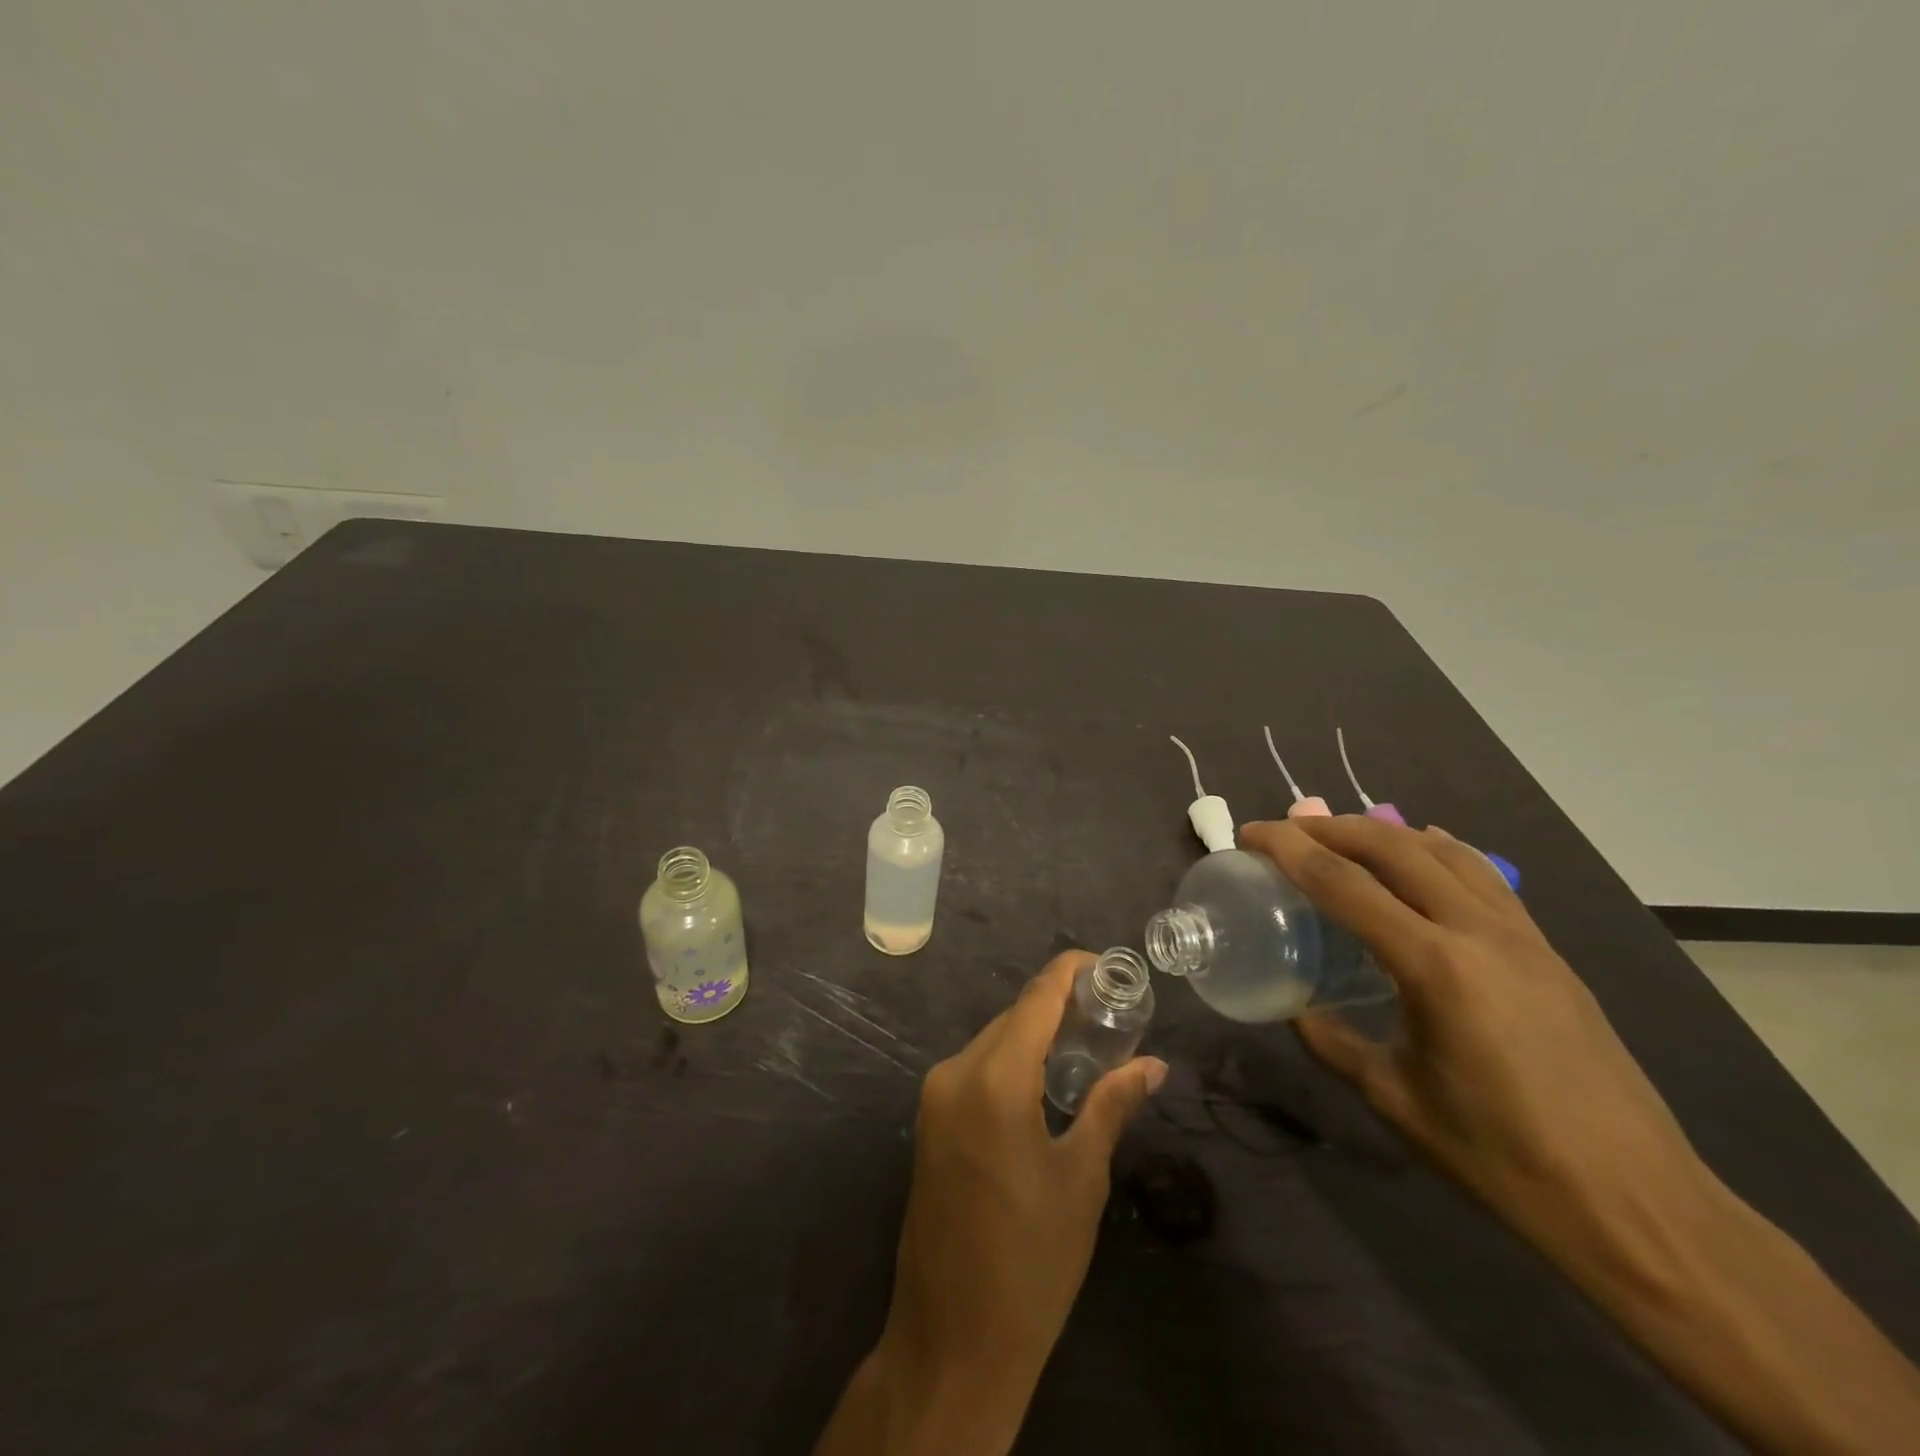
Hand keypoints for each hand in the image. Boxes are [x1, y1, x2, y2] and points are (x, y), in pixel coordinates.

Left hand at [817, 951, 1166, 1455]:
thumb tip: (1153, 1065)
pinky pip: (975, 1069)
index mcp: (993, 1080)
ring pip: (993, 1042)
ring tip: (1087, 1045)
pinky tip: (1045, 1081)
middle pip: (1013, 1018)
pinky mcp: (929, 1120)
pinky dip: (1011, 1062)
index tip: (1105, 964)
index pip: (1035, 999)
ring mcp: (934, 1096)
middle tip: (1109, 1014)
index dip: (1068, 971)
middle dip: (1057, 1007)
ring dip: (1034, 1036)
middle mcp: (955, 1073)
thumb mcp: (1081, 1179)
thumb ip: (1111, 1106)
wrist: (953, 1339)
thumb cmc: (1031, 1261)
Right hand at [1237, 816, 1712, 1278]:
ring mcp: (1522, 936)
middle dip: (1330, 828)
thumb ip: (1332, 1042)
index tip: (1250, 835)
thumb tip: (1295, 1007)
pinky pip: (1482, 875)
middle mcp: (1479, 932)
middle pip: (1393, 847)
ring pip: (1443, 850)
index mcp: (1435, 967)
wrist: (1638, 1205)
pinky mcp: (1547, 951)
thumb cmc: (1502, 1158)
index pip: (1343, 883)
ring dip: (1383, 832)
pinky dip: (1436, 850)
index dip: (1288, 849)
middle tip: (1285, 830)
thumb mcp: (1394, 1099)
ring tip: (1342, 837)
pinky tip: (1420, 859)